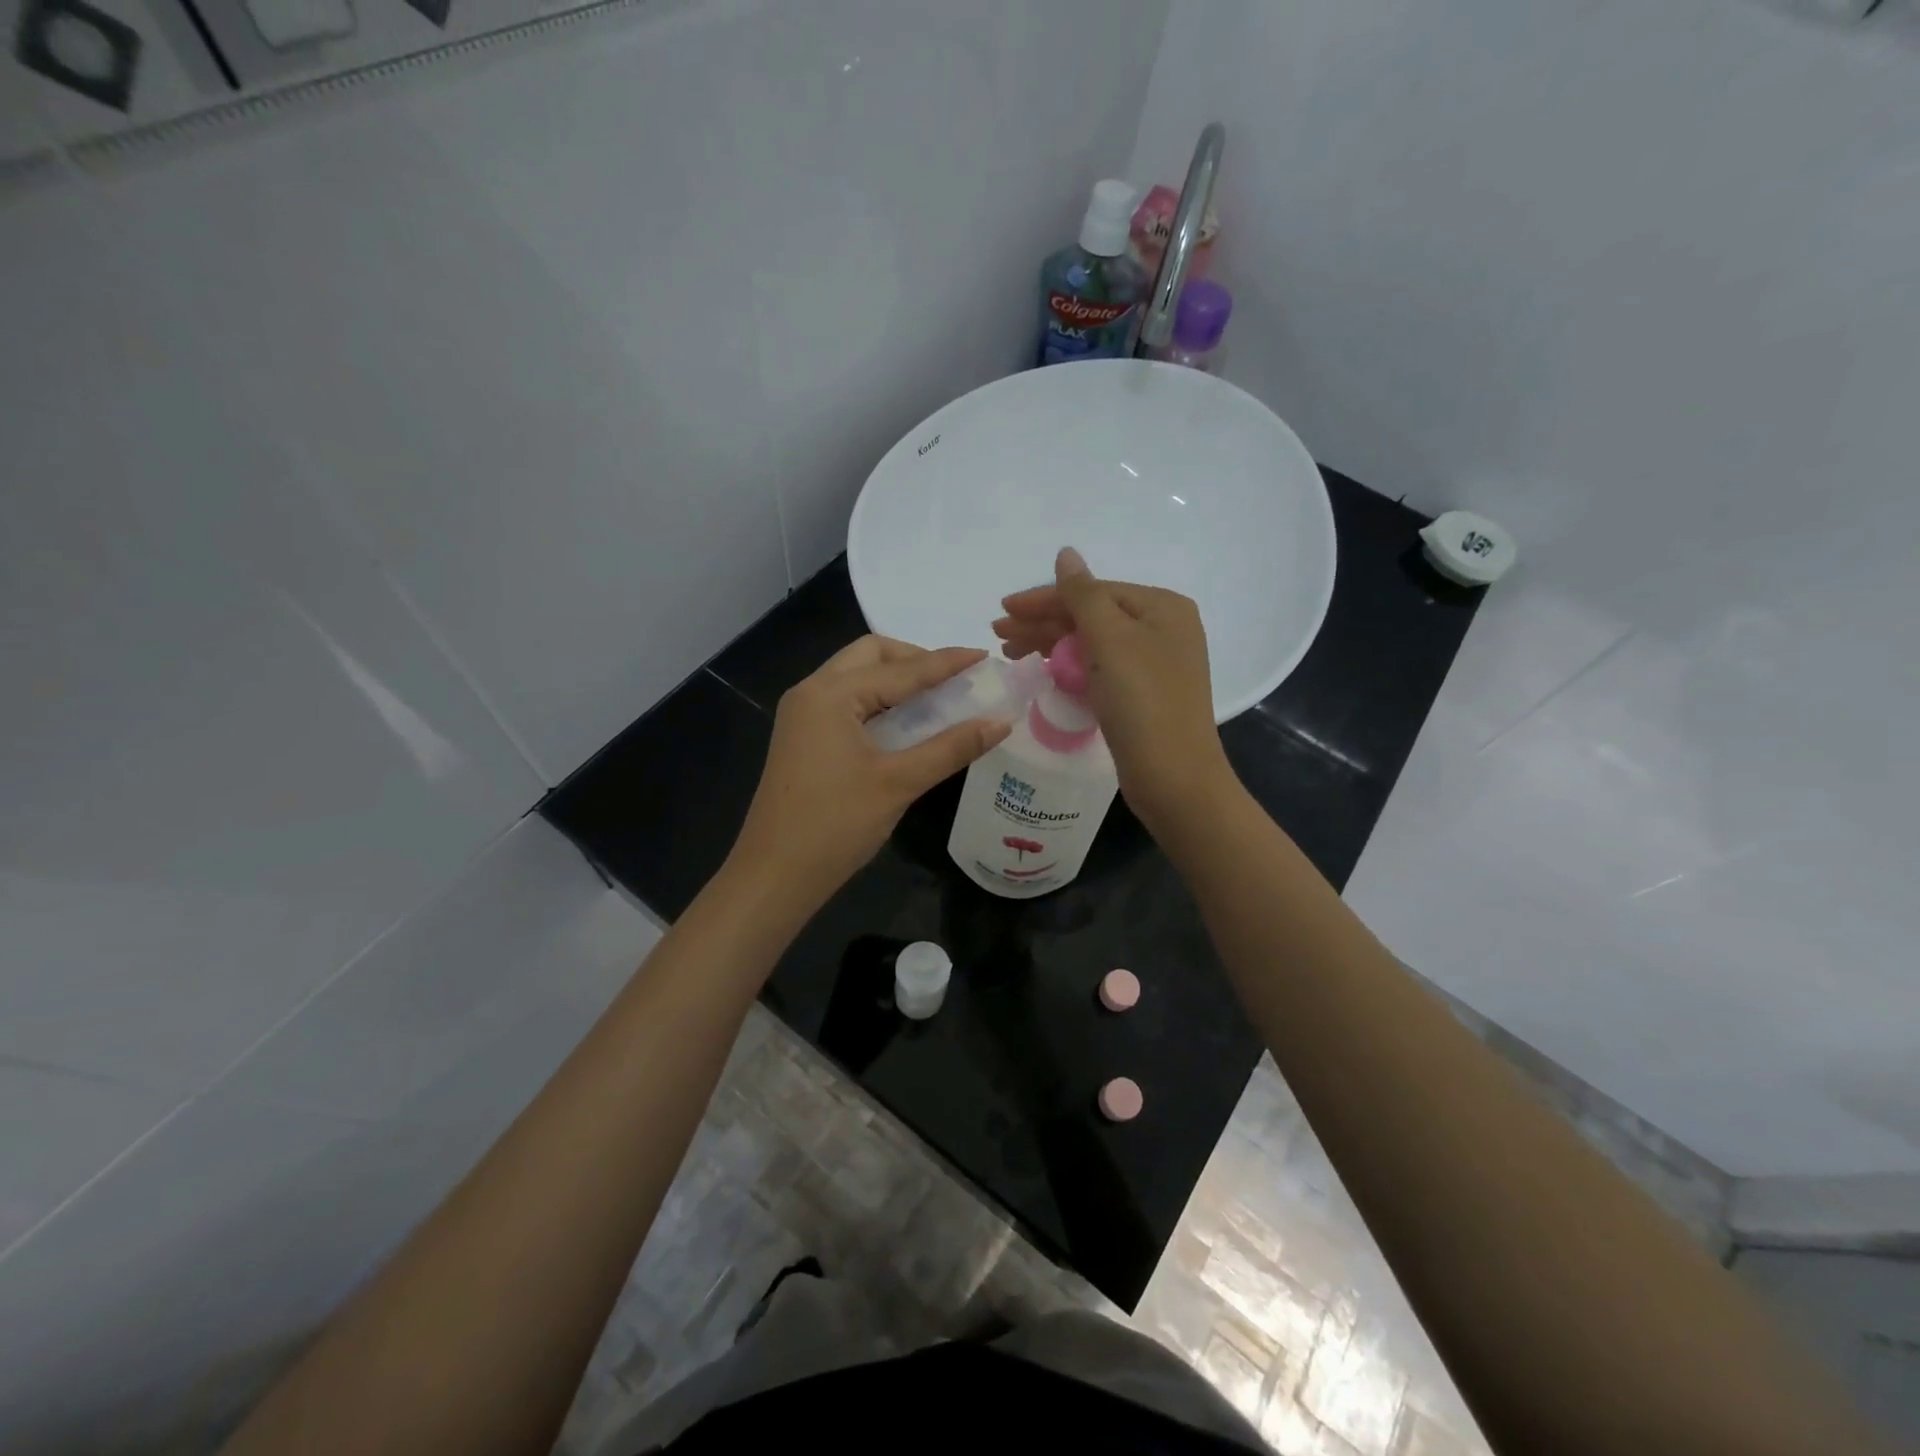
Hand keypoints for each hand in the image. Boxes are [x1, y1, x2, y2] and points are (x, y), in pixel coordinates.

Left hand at [728, 635, 1011, 909]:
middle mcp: (811, 692)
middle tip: (954, 679)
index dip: (946, 662)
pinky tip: (905, 721)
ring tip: (937, 696)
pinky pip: (846, 701)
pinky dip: (878, 701)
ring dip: (895, 678)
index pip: (901, 668)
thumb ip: (951, 748)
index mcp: (831, 694)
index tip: (984, 655)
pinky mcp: (802, 737)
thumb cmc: (836, 825)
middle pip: (870, 655)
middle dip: (914, 659)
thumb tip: (1001, 723)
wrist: (773, 875)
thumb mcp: (899, 783)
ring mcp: (802, 715)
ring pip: (855, 676)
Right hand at [994, 547, 1231, 827]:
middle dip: (1043, 623)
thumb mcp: (1110, 640)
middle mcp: (1162, 629)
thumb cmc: (1143, 702)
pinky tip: (1043, 670)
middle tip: (999, 635)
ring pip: (1092, 643)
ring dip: (1051, 644)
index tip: (1002, 610)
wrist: (1174, 777)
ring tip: (1010, 653)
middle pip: (1091, 616)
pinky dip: (1070, 667)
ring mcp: (1154, 663)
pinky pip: (1099, 669)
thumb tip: (1066, 553)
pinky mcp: (1142, 694)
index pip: (1092, 591)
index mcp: (1161, 607)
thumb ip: (1082, 595)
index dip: (1044, 599)